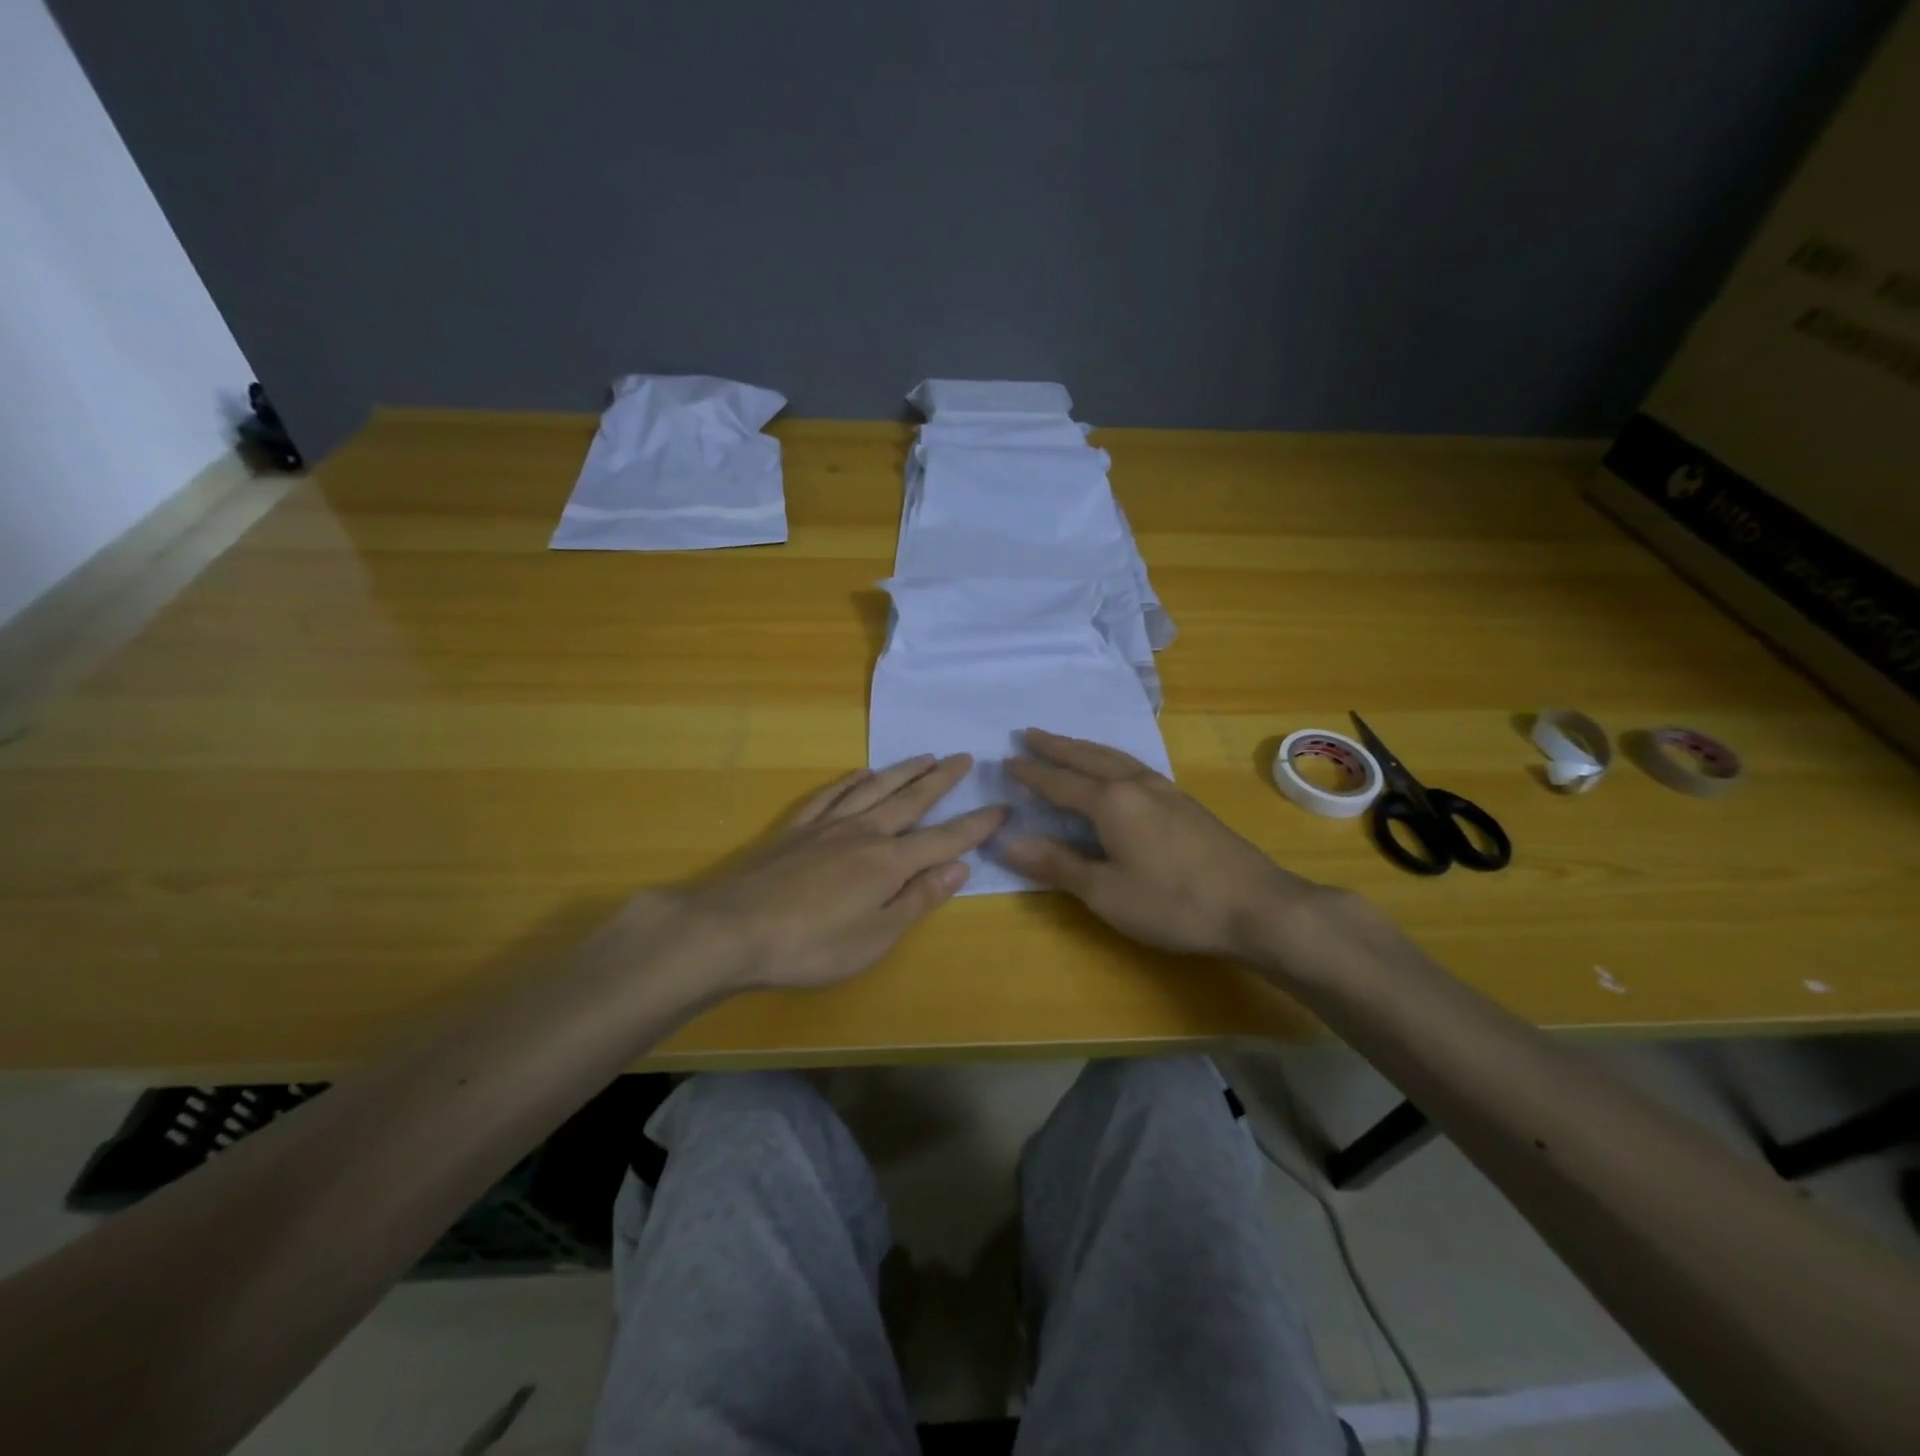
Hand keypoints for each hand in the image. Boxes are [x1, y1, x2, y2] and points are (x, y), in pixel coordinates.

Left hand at [669, 754, 1004, 991]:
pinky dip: (850, 780)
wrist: (731, 929)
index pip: (943, 839)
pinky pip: (830, 795)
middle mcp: (863, 833)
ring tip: (924, 756)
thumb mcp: (876, 937)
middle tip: (963, 758)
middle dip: (941, 780)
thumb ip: (918, 899)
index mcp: (889, 863)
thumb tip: (959, 867)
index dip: (975, 825)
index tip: (1000, 807)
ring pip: (874, 789)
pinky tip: (860, 773)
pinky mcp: (795, 828)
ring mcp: (826, 826)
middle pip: (911, 800)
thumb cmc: (810, 946)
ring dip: (902, 771)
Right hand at [1000, 729, 1323, 959]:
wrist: (1256, 905)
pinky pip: (1135, 767)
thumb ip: (1057, 864)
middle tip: (1029, 733)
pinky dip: (1111, 759)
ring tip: (1067, 744)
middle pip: (1088, 757)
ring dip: (1085, 748)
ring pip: (1116, 758)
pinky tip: (1117, 771)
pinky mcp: (1185, 803)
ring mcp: (1165, 790)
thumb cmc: (1173, 903)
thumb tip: (1008, 840)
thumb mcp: (1105, 892)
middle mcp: (1136, 784)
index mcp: (1111, 802)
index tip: (1007, 760)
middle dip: (1056, 746)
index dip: (1032, 773)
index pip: (1059, 783)